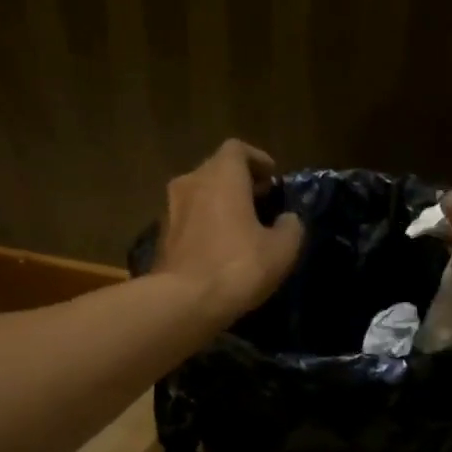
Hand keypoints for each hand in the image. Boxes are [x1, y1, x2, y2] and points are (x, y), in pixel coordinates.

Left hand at [155, 139, 304, 319]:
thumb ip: (290, 227)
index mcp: (221, 176)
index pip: (237, 149)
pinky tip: (219, 250)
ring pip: (199, 196)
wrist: (184, 302)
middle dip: (239, 183)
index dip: (257, 160)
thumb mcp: (281, 250)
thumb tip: (287, 220)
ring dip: (219, 205)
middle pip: (216, 171)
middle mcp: (191, 182)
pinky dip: (204, 226)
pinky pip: (188, 221)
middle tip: (260, 203)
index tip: (271, 178)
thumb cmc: (238, 266)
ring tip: (240, 228)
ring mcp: (170, 210)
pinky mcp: (160, 238)